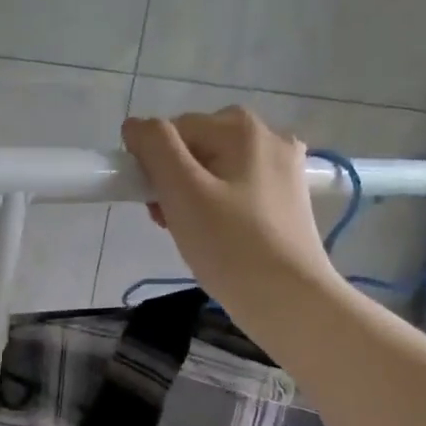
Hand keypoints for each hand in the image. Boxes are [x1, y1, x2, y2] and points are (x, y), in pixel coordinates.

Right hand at [121, 108, 341, 320]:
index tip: (156, 206)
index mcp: (241, 127)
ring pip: (215, 170)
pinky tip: (220, 236)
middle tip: (172, 222)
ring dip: (193, 197)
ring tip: (195, 234)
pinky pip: (238, 189)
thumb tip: (135, 126)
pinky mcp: (289, 198)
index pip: (173, 131)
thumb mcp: (182, 191)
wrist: (288, 300)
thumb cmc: (229, 245)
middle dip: (174, 181)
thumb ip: (155, 147)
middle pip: (196, 148)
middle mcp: (269, 136)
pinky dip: (219, 207)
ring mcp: (284, 167)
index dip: (154, 167)